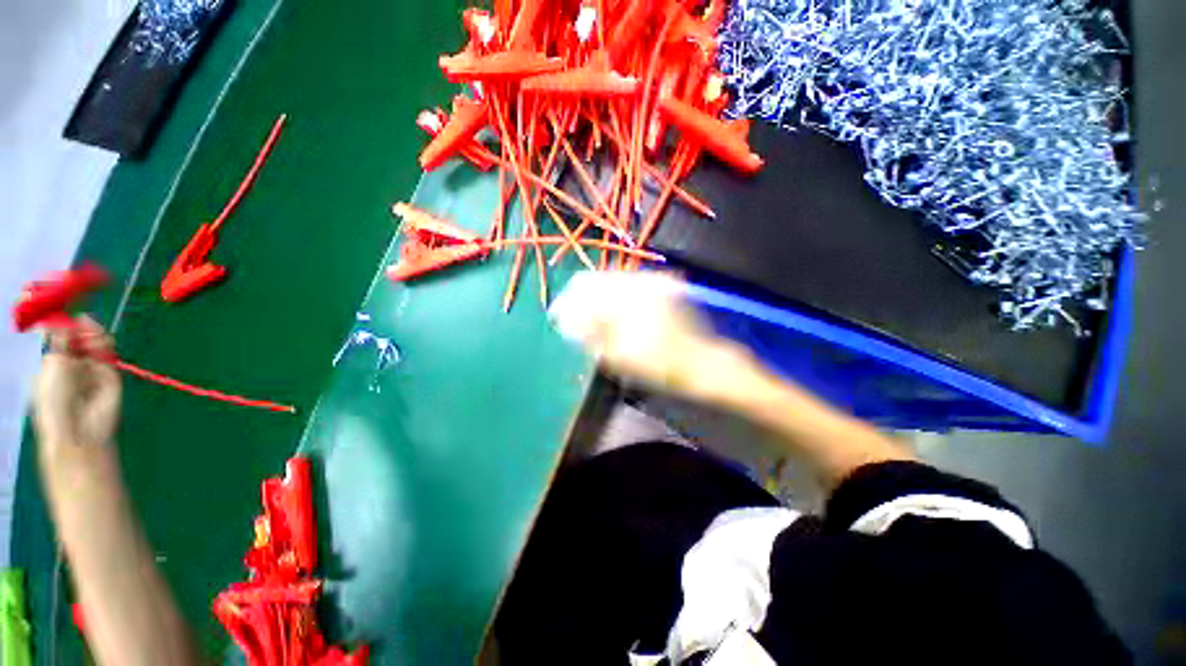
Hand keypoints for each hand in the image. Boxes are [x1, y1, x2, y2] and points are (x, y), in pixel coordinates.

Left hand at [34, 317, 121, 458]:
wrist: (79, 426)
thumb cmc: (54, 398)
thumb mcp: (51, 364)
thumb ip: (59, 340)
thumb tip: (65, 320)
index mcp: (50, 363)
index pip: (57, 337)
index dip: (62, 325)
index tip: (65, 316)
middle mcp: (70, 363)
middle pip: (78, 337)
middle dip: (80, 327)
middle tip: (82, 321)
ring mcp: (90, 369)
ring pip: (95, 343)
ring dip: (94, 334)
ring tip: (92, 332)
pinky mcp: (110, 374)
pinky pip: (109, 354)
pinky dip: (106, 344)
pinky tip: (102, 342)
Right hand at [549, 271, 744, 400]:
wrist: (700, 362)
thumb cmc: (659, 365)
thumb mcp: (617, 355)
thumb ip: (588, 334)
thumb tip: (566, 320)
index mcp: (627, 295)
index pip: (583, 287)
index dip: (566, 302)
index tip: (558, 317)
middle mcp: (638, 280)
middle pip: (595, 279)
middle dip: (580, 299)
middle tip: (574, 322)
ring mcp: (651, 280)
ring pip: (610, 280)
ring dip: (596, 298)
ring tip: (592, 320)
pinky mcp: (660, 285)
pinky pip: (627, 284)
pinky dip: (613, 297)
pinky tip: (612, 315)